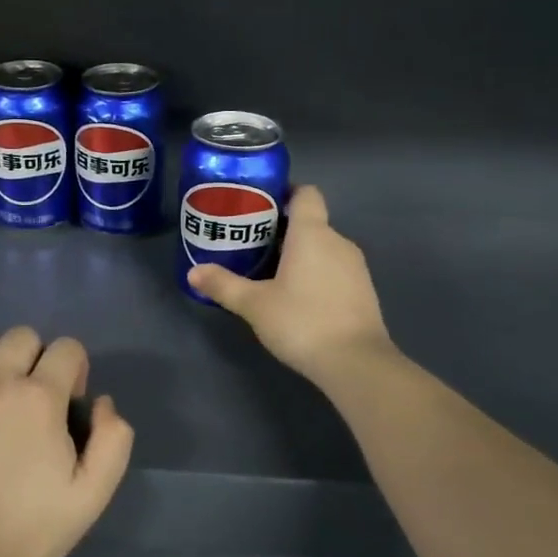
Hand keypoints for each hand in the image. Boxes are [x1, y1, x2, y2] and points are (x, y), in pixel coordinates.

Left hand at [0, 328, 134, 556]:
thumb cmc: (32, 528)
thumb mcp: (92, 494)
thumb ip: (113, 440)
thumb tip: (101, 401)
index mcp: (40, 398)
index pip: (66, 348)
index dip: (75, 370)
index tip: (68, 404)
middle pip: (22, 336)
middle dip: (36, 358)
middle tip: (32, 399)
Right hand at [187, 185, 394, 383]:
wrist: (356, 363)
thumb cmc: (302, 321)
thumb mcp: (254, 304)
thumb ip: (223, 285)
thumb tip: (193, 272)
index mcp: (312, 234)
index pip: (306, 193)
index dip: (286, 192)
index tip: (261, 206)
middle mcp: (338, 241)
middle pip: (310, 222)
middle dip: (283, 229)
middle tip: (252, 244)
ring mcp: (355, 267)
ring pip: (323, 247)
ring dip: (300, 254)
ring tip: (270, 272)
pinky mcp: (363, 290)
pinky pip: (335, 269)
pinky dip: (316, 274)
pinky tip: (297, 297)